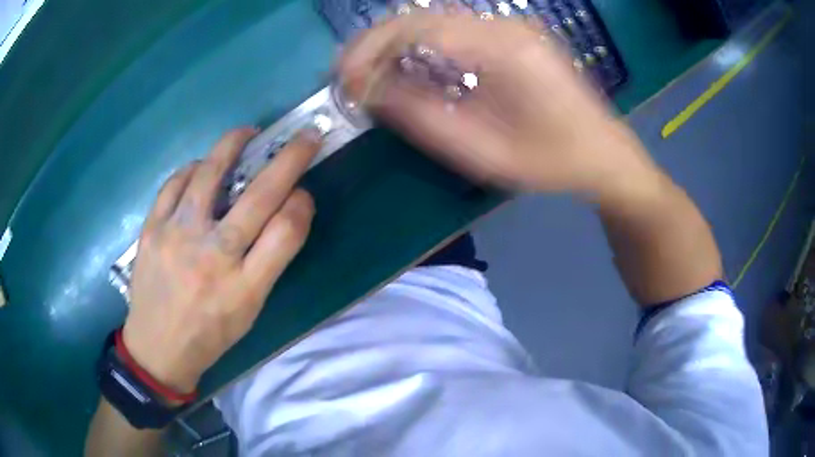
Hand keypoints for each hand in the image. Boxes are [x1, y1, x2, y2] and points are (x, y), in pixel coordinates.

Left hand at [122, 128, 318, 392]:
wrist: (157, 348)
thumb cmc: (209, 334)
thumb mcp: (249, 310)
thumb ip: (268, 262)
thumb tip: (286, 210)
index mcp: (244, 288)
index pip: (286, 233)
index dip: (302, 204)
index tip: (304, 191)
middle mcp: (212, 258)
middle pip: (258, 197)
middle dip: (289, 160)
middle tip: (305, 136)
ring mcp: (177, 238)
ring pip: (209, 176)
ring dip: (233, 145)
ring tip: (246, 133)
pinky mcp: (151, 229)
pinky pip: (174, 184)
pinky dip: (193, 169)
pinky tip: (201, 167)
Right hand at [340, 13, 659, 199]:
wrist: (604, 154)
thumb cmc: (553, 162)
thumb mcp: (485, 154)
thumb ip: (424, 119)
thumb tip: (371, 92)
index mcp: (504, 49)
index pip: (417, 28)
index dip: (370, 49)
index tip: (343, 79)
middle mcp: (505, 26)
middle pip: (421, 17)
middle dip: (375, 44)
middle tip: (349, 77)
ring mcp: (511, 27)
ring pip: (434, 20)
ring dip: (395, 44)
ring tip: (370, 75)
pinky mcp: (512, 35)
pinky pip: (454, 31)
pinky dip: (421, 47)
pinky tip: (409, 70)